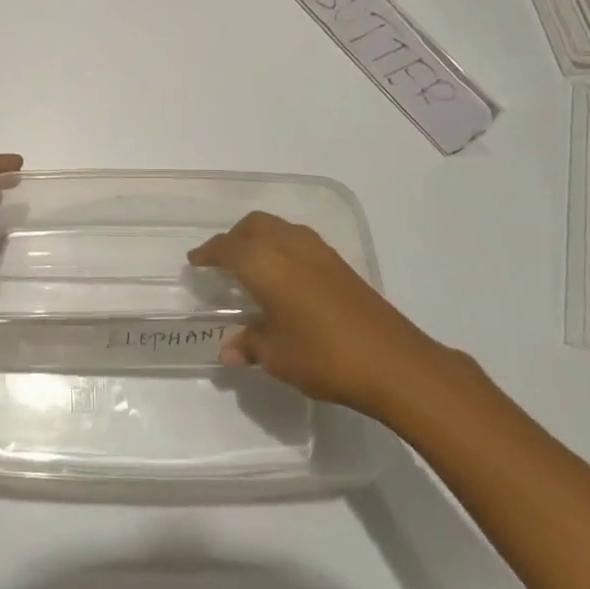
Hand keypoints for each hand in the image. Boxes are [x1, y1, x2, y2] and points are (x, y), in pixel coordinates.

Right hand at [188, 211, 442, 415]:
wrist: (394, 363)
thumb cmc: (324, 357)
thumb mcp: (278, 357)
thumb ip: (251, 345)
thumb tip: (229, 350)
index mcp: (267, 264)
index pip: (228, 248)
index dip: (209, 253)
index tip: (195, 261)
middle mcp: (290, 247)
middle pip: (254, 225)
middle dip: (234, 237)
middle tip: (221, 260)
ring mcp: (320, 253)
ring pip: (279, 228)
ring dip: (259, 237)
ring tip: (251, 264)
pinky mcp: (341, 265)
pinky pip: (299, 241)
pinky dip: (281, 247)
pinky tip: (284, 276)